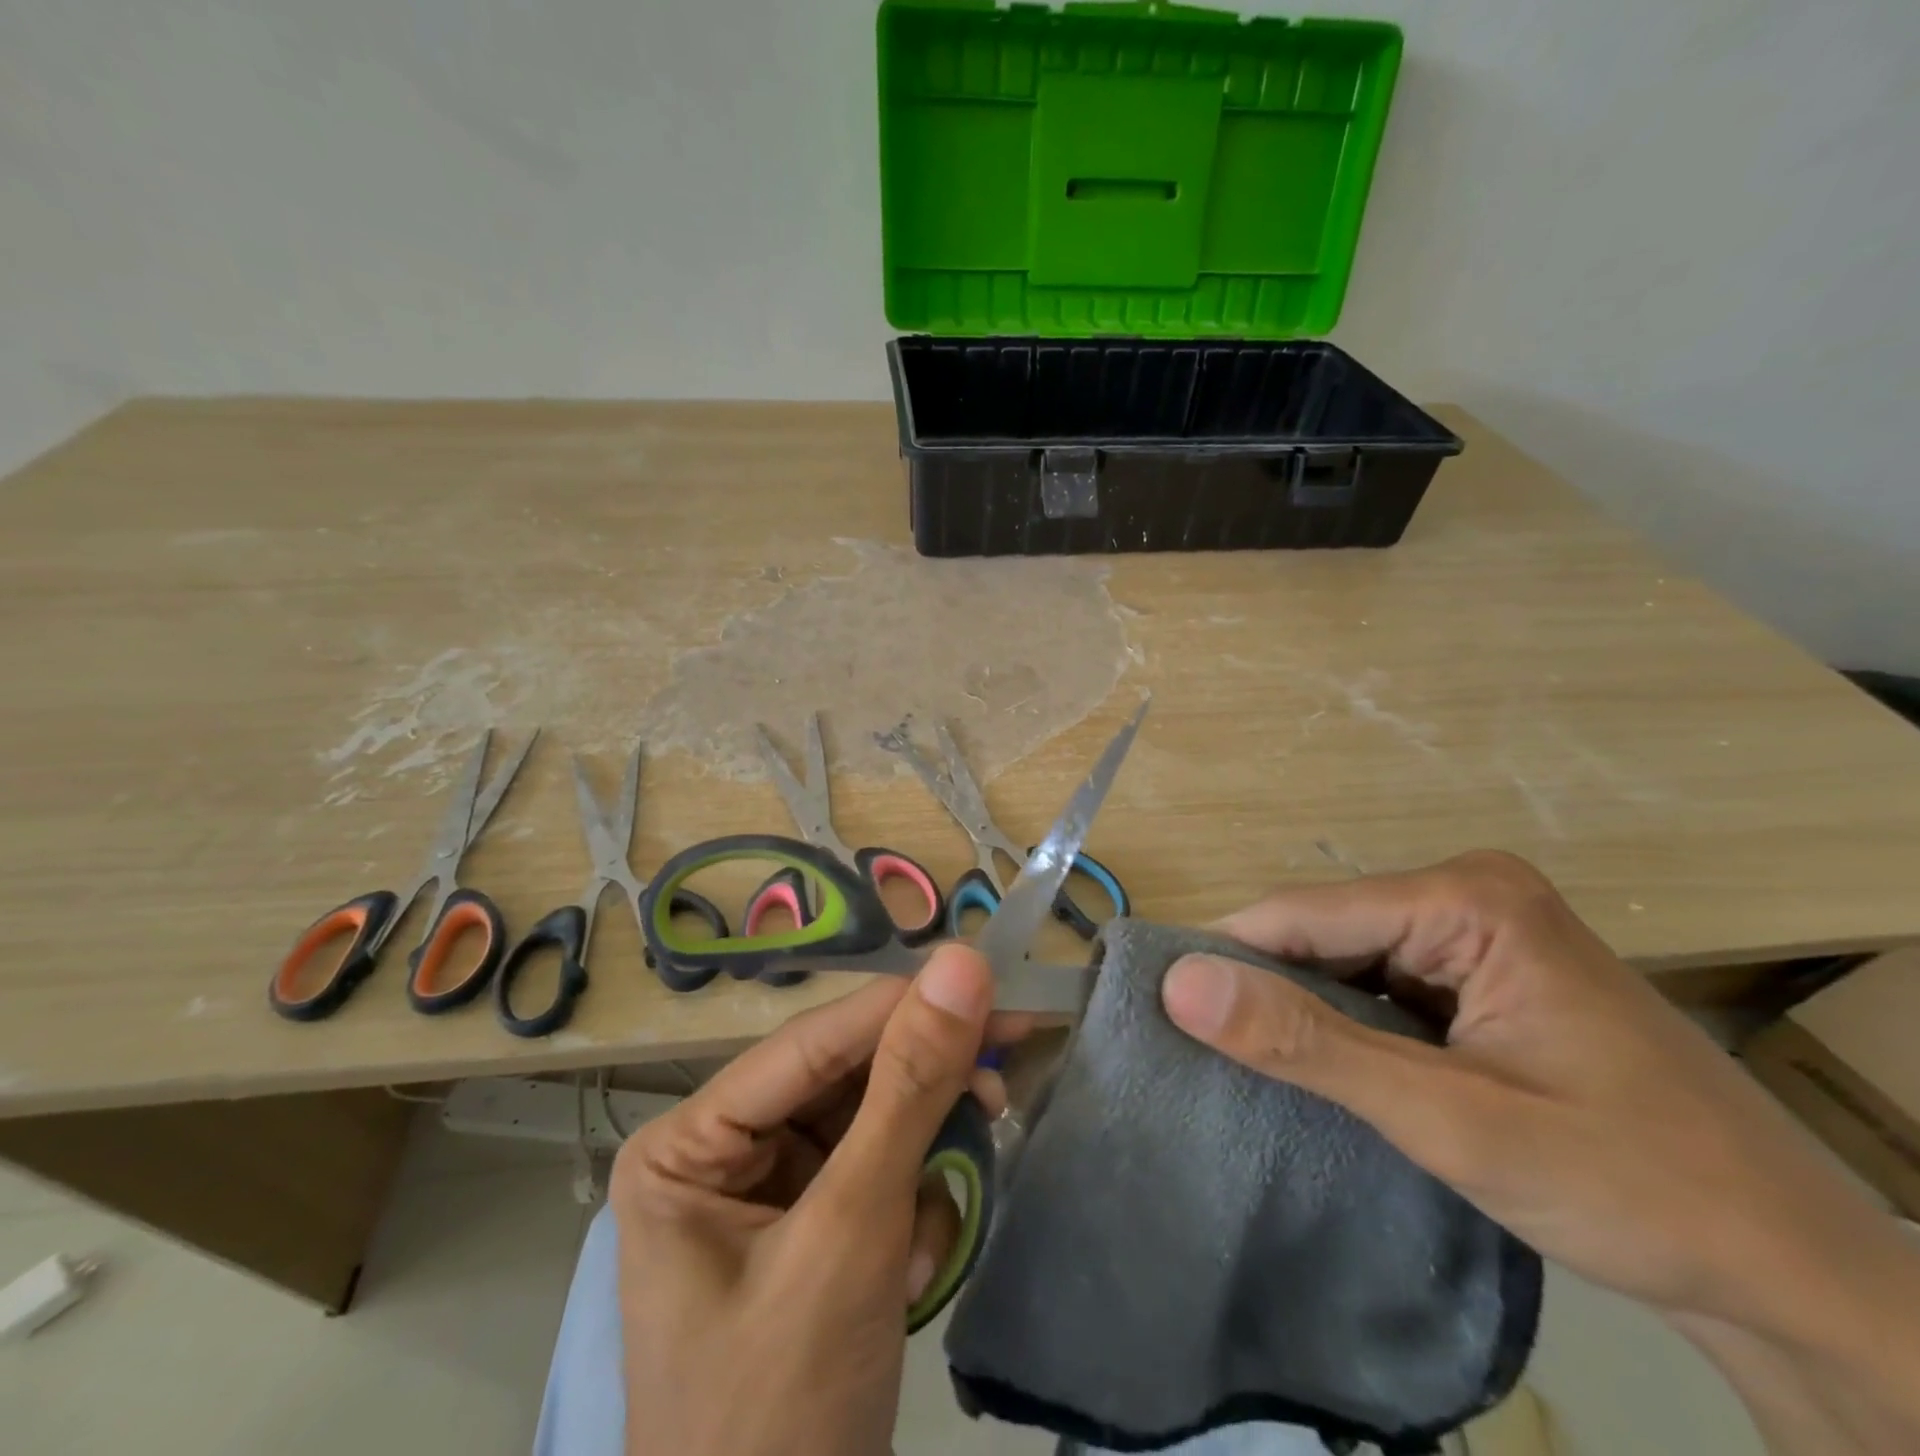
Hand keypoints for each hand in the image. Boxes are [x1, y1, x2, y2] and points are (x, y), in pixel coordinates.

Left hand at [608, 945, 1021, 1455]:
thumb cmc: (784, 1416)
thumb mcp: (852, 1236)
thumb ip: (909, 1090)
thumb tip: (960, 963)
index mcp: (689, 1141)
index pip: (812, 1041)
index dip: (902, 1007)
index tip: (989, 978)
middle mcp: (721, 1150)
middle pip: (843, 1078)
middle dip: (921, 1092)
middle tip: (1004, 1077)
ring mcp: (765, 1191)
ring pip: (869, 1122)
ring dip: (922, 1157)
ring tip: (941, 1212)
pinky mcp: (809, 1228)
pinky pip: (877, 1173)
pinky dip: (913, 1205)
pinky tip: (916, 1264)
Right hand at [1159, 853, 1919, 1358]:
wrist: (1796, 1277)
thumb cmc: (1634, 1185)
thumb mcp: (1450, 1120)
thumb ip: (1307, 1045)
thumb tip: (1178, 984)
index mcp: (1465, 898)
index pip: (1301, 913)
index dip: (1228, 962)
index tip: (1162, 1014)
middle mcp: (1466, 894)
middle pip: (1321, 931)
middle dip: (1268, 990)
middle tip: (1205, 1055)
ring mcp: (1476, 932)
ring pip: (1343, 958)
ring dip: (1302, 1011)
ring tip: (1252, 1065)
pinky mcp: (1480, 974)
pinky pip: (1377, 983)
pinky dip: (1341, 1023)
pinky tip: (1321, 1064)